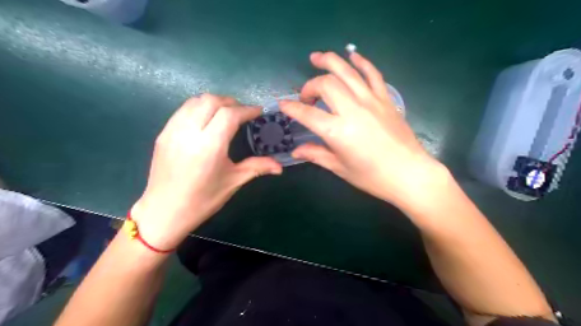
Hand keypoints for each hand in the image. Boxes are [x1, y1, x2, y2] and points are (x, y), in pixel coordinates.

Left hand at [130, 94, 283, 248]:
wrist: (164, 211)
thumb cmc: (202, 200)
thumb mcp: (233, 182)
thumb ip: (257, 167)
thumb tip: (280, 166)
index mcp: (209, 146)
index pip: (229, 114)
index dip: (247, 110)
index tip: (258, 112)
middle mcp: (189, 132)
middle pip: (211, 101)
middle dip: (231, 102)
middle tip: (243, 113)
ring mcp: (172, 130)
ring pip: (195, 101)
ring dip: (214, 102)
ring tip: (226, 114)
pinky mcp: (163, 133)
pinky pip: (184, 110)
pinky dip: (199, 108)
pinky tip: (207, 121)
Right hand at [279, 51, 445, 208]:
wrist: (410, 174)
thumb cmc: (372, 177)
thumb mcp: (340, 168)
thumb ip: (316, 154)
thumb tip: (296, 151)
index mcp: (337, 131)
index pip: (307, 113)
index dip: (291, 108)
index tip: (283, 105)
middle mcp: (352, 110)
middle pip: (325, 84)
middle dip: (310, 86)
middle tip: (306, 97)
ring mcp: (371, 101)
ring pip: (347, 71)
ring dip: (329, 61)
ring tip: (316, 57)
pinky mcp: (385, 99)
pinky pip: (372, 73)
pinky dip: (361, 62)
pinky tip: (352, 56)